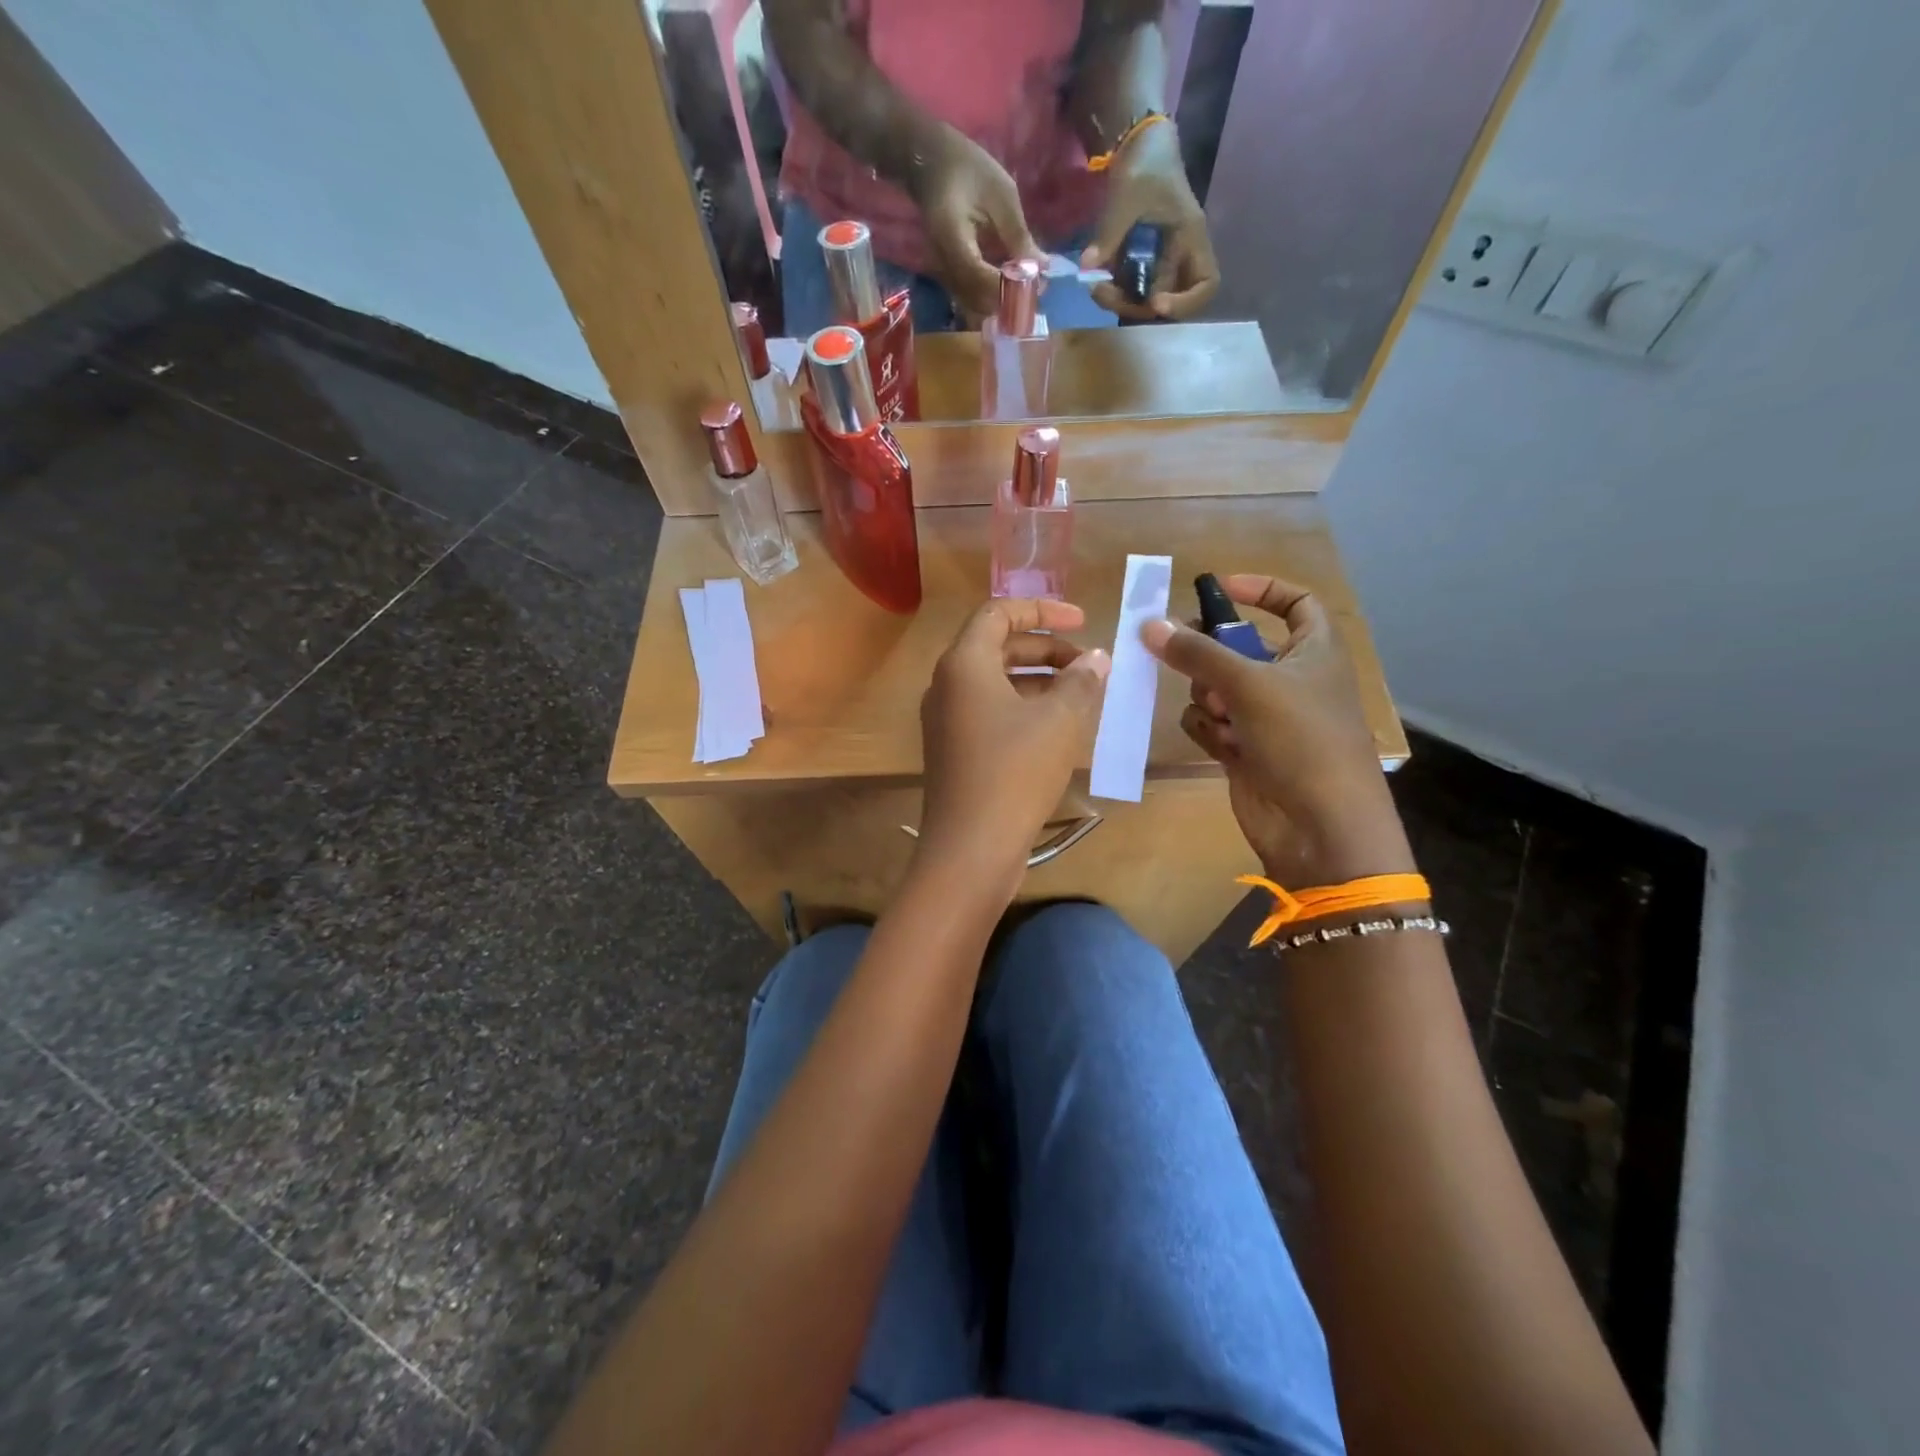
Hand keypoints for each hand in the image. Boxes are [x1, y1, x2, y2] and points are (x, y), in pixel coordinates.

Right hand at [913, 128, 1044, 324]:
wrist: (931, 163)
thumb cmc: (968, 168)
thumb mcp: (1001, 194)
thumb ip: (1018, 235)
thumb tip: (1041, 268)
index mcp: (952, 237)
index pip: (979, 276)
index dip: (1007, 287)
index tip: (1034, 286)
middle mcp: (942, 262)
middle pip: (975, 299)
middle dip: (1007, 300)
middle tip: (1036, 290)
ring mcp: (942, 271)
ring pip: (972, 303)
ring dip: (1000, 302)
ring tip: (1028, 289)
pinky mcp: (947, 274)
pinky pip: (969, 295)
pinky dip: (991, 296)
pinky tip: (1010, 286)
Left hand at [919, 598, 1109, 890]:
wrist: (970, 848)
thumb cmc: (1015, 772)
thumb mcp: (1059, 721)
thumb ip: (1080, 681)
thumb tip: (1096, 660)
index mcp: (963, 664)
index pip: (998, 613)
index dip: (1043, 610)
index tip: (1083, 621)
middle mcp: (947, 686)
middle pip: (998, 647)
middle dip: (1047, 650)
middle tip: (1090, 666)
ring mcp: (946, 721)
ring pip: (996, 683)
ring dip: (1040, 682)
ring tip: (1083, 697)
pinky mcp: (954, 751)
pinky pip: (991, 713)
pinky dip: (1025, 710)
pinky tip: (1059, 730)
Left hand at [1080, 121, 1219, 320]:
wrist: (1137, 145)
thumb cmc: (1146, 163)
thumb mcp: (1129, 193)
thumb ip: (1110, 232)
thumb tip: (1088, 267)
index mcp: (1190, 237)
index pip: (1206, 283)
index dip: (1186, 303)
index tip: (1156, 303)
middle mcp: (1179, 257)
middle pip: (1167, 303)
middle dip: (1136, 307)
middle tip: (1105, 292)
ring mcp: (1158, 262)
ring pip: (1144, 302)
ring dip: (1120, 303)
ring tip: (1096, 287)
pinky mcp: (1140, 263)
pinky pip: (1129, 290)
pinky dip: (1113, 292)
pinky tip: (1096, 280)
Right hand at [1141, 575, 1412, 885]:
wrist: (1319, 826)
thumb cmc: (1301, 739)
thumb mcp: (1249, 684)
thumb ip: (1196, 652)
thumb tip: (1149, 624)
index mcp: (1315, 650)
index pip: (1296, 602)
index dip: (1262, 589)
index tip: (1218, 588)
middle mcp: (1292, 679)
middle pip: (1240, 647)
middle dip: (1213, 655)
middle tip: (1186, 654)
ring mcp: (1268, 717)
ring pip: (1218, 687)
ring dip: (1210, 698)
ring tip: (1222, 715)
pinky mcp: (1247, 749)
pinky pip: (1212, 724)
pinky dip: (1210, 730)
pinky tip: (1222, 745)